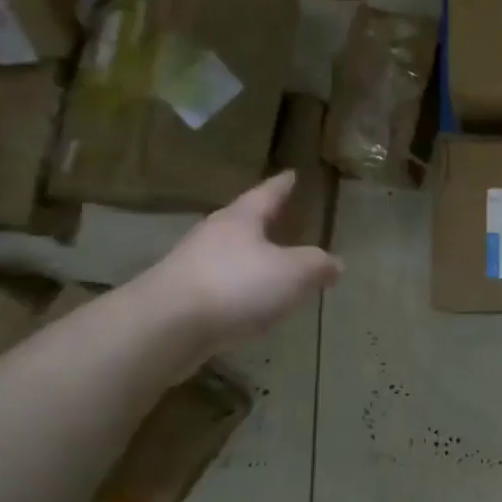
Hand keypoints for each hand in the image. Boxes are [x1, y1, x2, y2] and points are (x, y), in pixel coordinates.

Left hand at [135, 172, 343, 352]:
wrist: (165, 327)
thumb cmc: (236, 286)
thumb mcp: (293, 273)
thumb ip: (317, 265)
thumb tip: (336, 264)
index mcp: (241, 219)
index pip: (267, 193)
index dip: (283, 184)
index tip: (292, 174)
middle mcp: (213, 234)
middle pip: (243, 221)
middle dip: (264, 221)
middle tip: (284, 218)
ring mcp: (192, 265)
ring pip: (229, 254)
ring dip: (250, 258)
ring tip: (271, 265)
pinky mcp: (181, 297)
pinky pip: (219, 285)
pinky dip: (237, 289)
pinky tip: (248, 303)